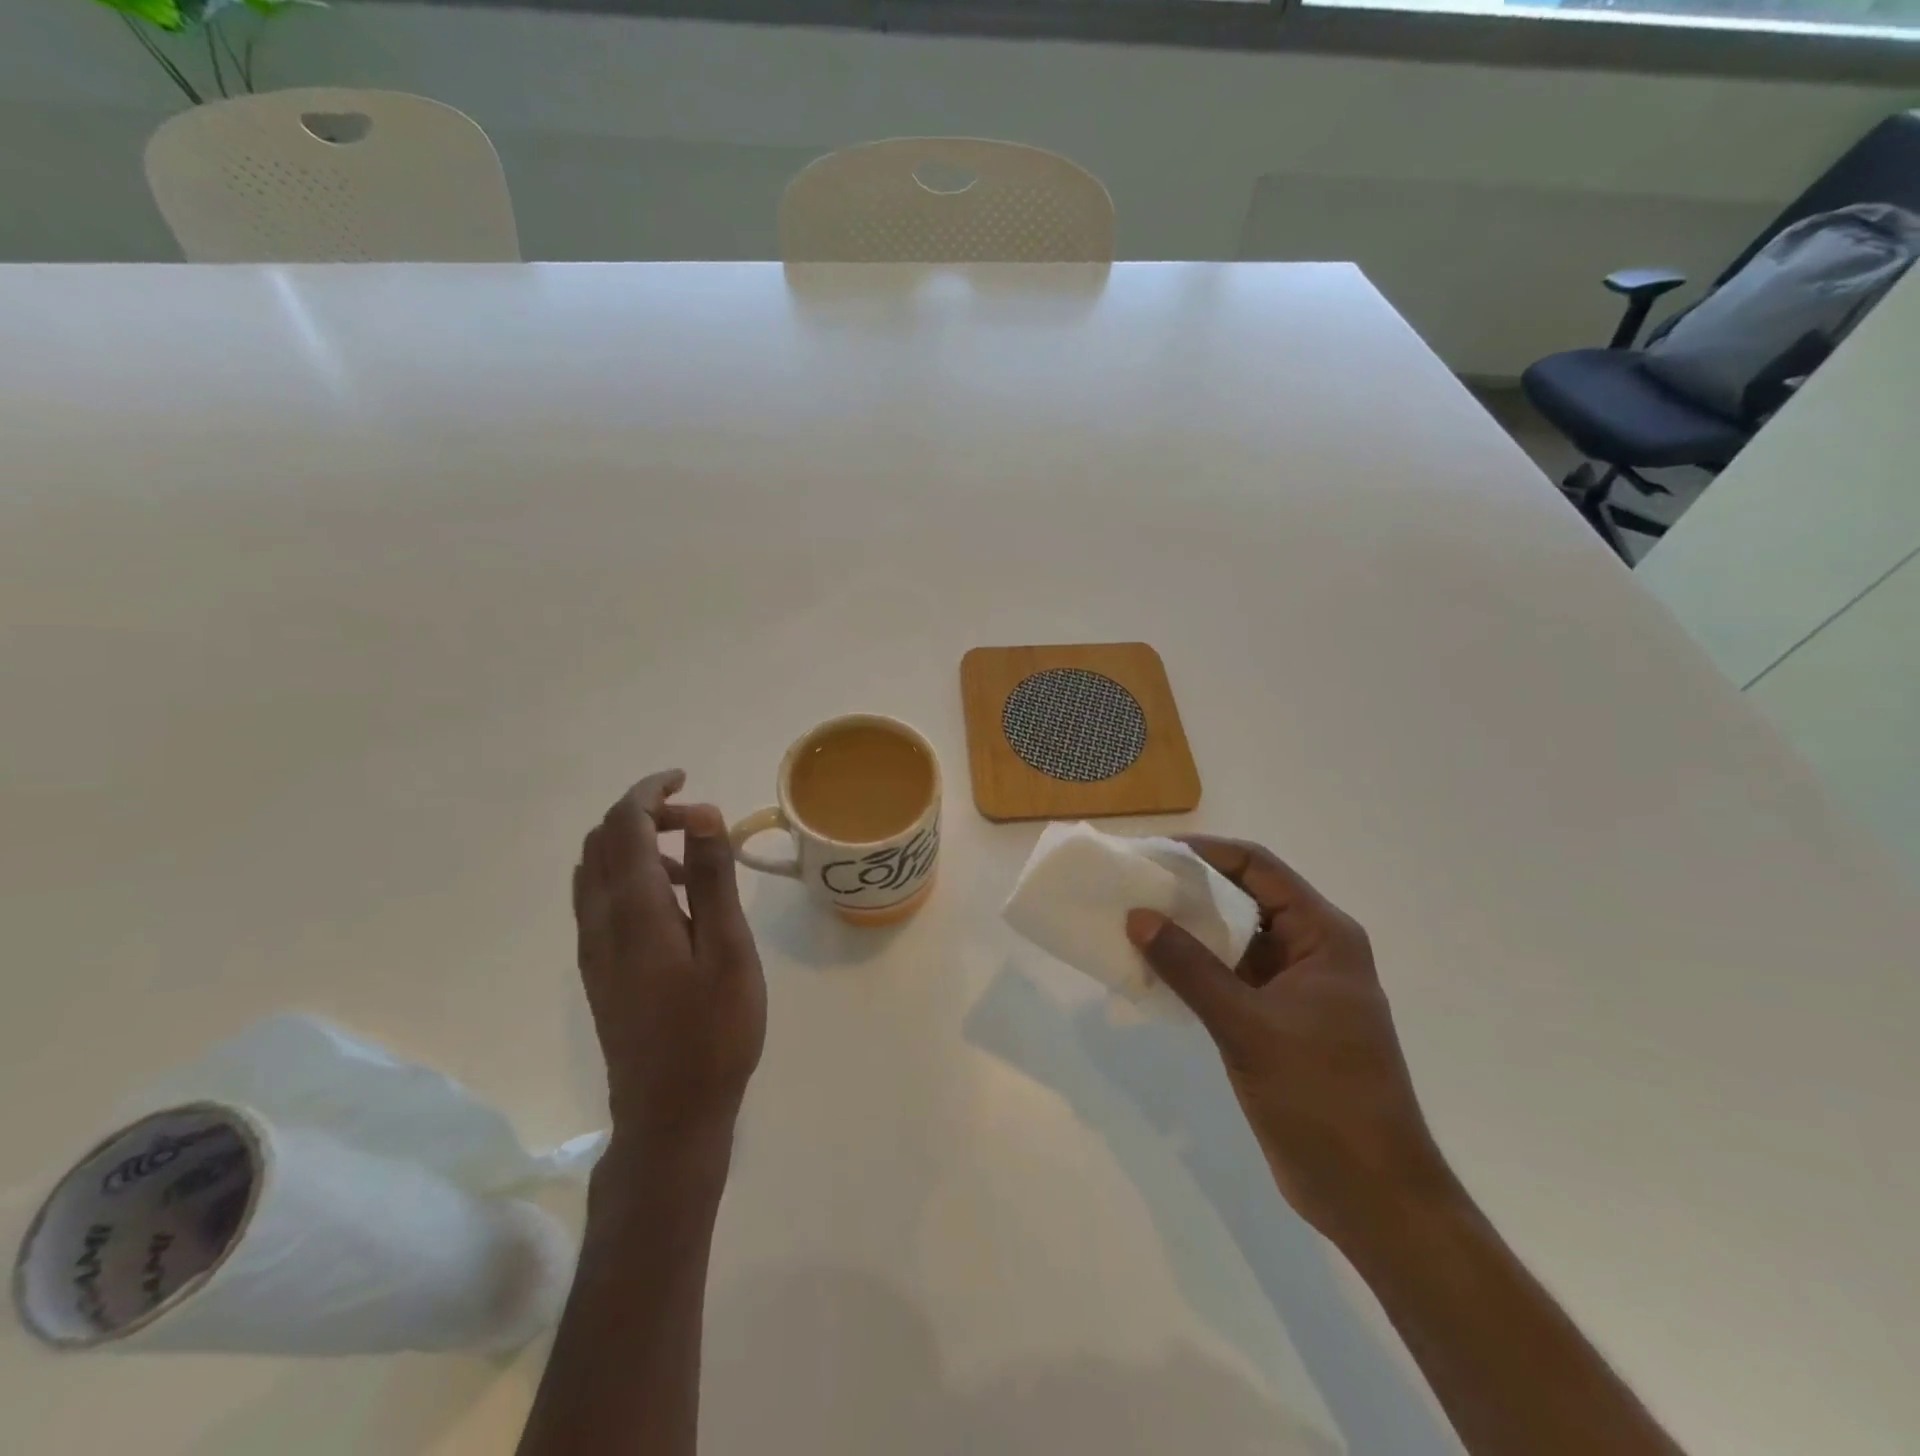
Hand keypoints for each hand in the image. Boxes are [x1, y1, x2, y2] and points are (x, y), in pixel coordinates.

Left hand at [575, 771, 765, 1153]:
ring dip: (635, 844)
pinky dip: (628, 875)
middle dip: (642, 813)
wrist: (669, 1113)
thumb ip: (712, 878)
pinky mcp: (597, 968)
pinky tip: (672, 903)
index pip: (624, 826)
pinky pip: (598, 898)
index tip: (684, 778)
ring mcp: (593, 947)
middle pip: (602, 841)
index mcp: (634, 910)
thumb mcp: (729, 949)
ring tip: (693, 861)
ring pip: (596, 869)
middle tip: (695, 818)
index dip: (649, 792)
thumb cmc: (714, 1031)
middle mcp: (600, 921)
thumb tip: (702, 812)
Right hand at [1126, 838, 1450, 1243]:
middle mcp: (1311, 951)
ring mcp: (1295, 989)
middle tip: (1134, 887)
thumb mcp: (1247, 1026)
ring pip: (1235, 940)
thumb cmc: (1321, 1098)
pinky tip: (1154, 972)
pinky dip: (1195, 970)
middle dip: (1190, 891)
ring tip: (1134, 923)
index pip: (1258, 867)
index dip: (1205, 852)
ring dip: (1189, 932)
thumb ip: (1189, 968)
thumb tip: (1138, 916)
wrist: (1371, 1196)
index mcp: (1322, 936)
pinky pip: (1231, 977)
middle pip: (1245, 898)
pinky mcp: (1279, 1021)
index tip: (1152, 854)